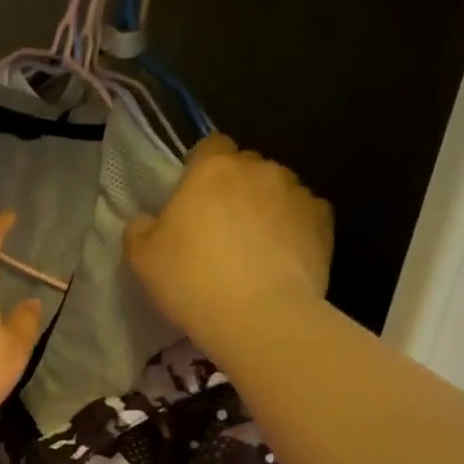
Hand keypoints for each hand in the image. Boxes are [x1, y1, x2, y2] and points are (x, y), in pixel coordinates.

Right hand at [124, 135, 333, 359]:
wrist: (258, 316)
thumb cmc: (191, 279)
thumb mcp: (141, 258)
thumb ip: (140, 229)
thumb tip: (147, 221)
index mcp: (211, 169)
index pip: (209, 146)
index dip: (200, 168)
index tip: (192, 199)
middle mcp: (258, 169)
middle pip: (245, 167)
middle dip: (234, 188)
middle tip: (219, 228)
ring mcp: (296, 193)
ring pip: (277, 190)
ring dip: (264, 207)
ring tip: (253, 247)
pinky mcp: (324, 222)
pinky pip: (304, 215)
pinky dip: (292, 229)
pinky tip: (280, 258)